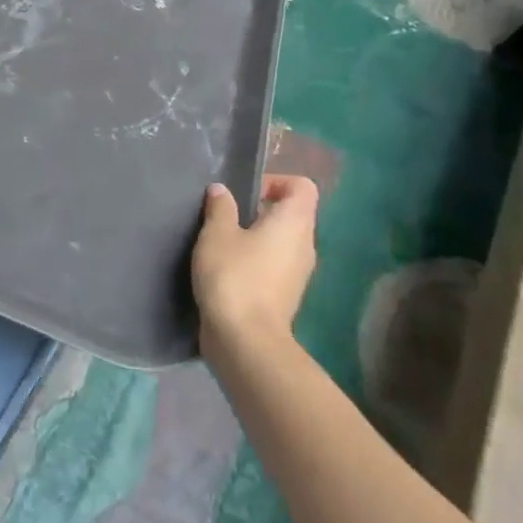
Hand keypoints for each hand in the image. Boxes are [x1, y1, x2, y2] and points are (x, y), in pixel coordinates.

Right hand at [192, 174, 318, 356]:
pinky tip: (227, 268)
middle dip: (260, 209)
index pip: (302, 186)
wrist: (245, 341)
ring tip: (223, 242)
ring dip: (256, 236)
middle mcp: (305, 246)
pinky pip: (275, 265)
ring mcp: (298, 274)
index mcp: (294, 223)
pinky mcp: (286, 296)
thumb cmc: (234, 276)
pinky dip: (256, 260)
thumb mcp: (217, 233)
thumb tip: (222, 191)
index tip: (246, 193)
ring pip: (282, 241)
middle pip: (291, 213)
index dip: (276, 181)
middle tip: (227, 216)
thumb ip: (221, 207)